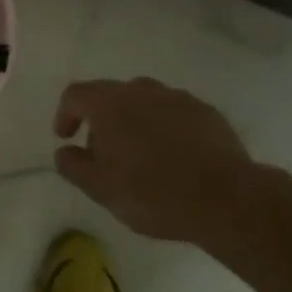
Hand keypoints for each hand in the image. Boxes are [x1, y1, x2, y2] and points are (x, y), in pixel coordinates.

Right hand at [52, 77, 258, 244]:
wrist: (227, 200)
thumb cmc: (153, 193)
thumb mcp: (101, 189)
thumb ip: (74, 166)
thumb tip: (63, 152)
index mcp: (109, 103)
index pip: (75, 95)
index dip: (66, 114)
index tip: (66, 137)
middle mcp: (140, 90)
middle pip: (111, 96)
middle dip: (102, 121)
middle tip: (105, 154)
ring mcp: (177, 98)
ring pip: (146, 103)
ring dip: (136, 122)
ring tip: (142, 156)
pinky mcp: (207, 113)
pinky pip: (176, 114)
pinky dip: (167, 129)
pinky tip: (176, 158)